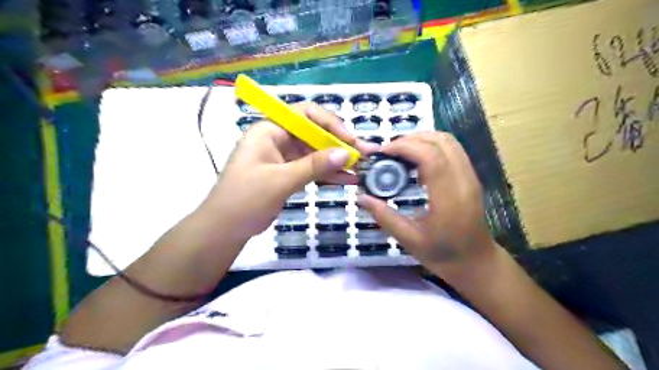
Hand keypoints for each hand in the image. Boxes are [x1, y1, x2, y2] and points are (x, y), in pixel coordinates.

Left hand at [202, 104, 375, 241]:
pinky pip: (312, 170)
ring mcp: (284, 157)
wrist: (225, 228)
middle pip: (314, 134)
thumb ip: (314, 166)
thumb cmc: (245, 199)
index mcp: (270, 130)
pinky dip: (328, 175)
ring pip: (316, 154)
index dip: (330, 124)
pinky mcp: (288, 174)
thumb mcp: (281, 180)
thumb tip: (346, 153)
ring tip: (360, 169)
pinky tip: (347, 180)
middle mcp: (278, 139)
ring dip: (337, 161)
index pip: (305, 115)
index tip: (349, 140)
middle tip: (362, 156)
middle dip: (339, 145)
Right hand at [359, 132, 497, 277]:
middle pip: (440, 141)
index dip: (405, 147)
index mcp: (449, 198)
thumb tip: (360, 197)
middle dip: (411, 139)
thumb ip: (384, 216)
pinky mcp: (471, 176)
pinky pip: (452, 149)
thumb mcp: (409, 240)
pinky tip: (417, 162)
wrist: (476, 262)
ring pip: (448, 141)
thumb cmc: (442, 254)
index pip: (430, 157)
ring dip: (422, 139)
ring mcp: (471, 176)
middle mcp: (464, 181)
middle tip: (389, 152)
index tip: (384, 152)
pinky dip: (432, 146)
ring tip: (401, 152)